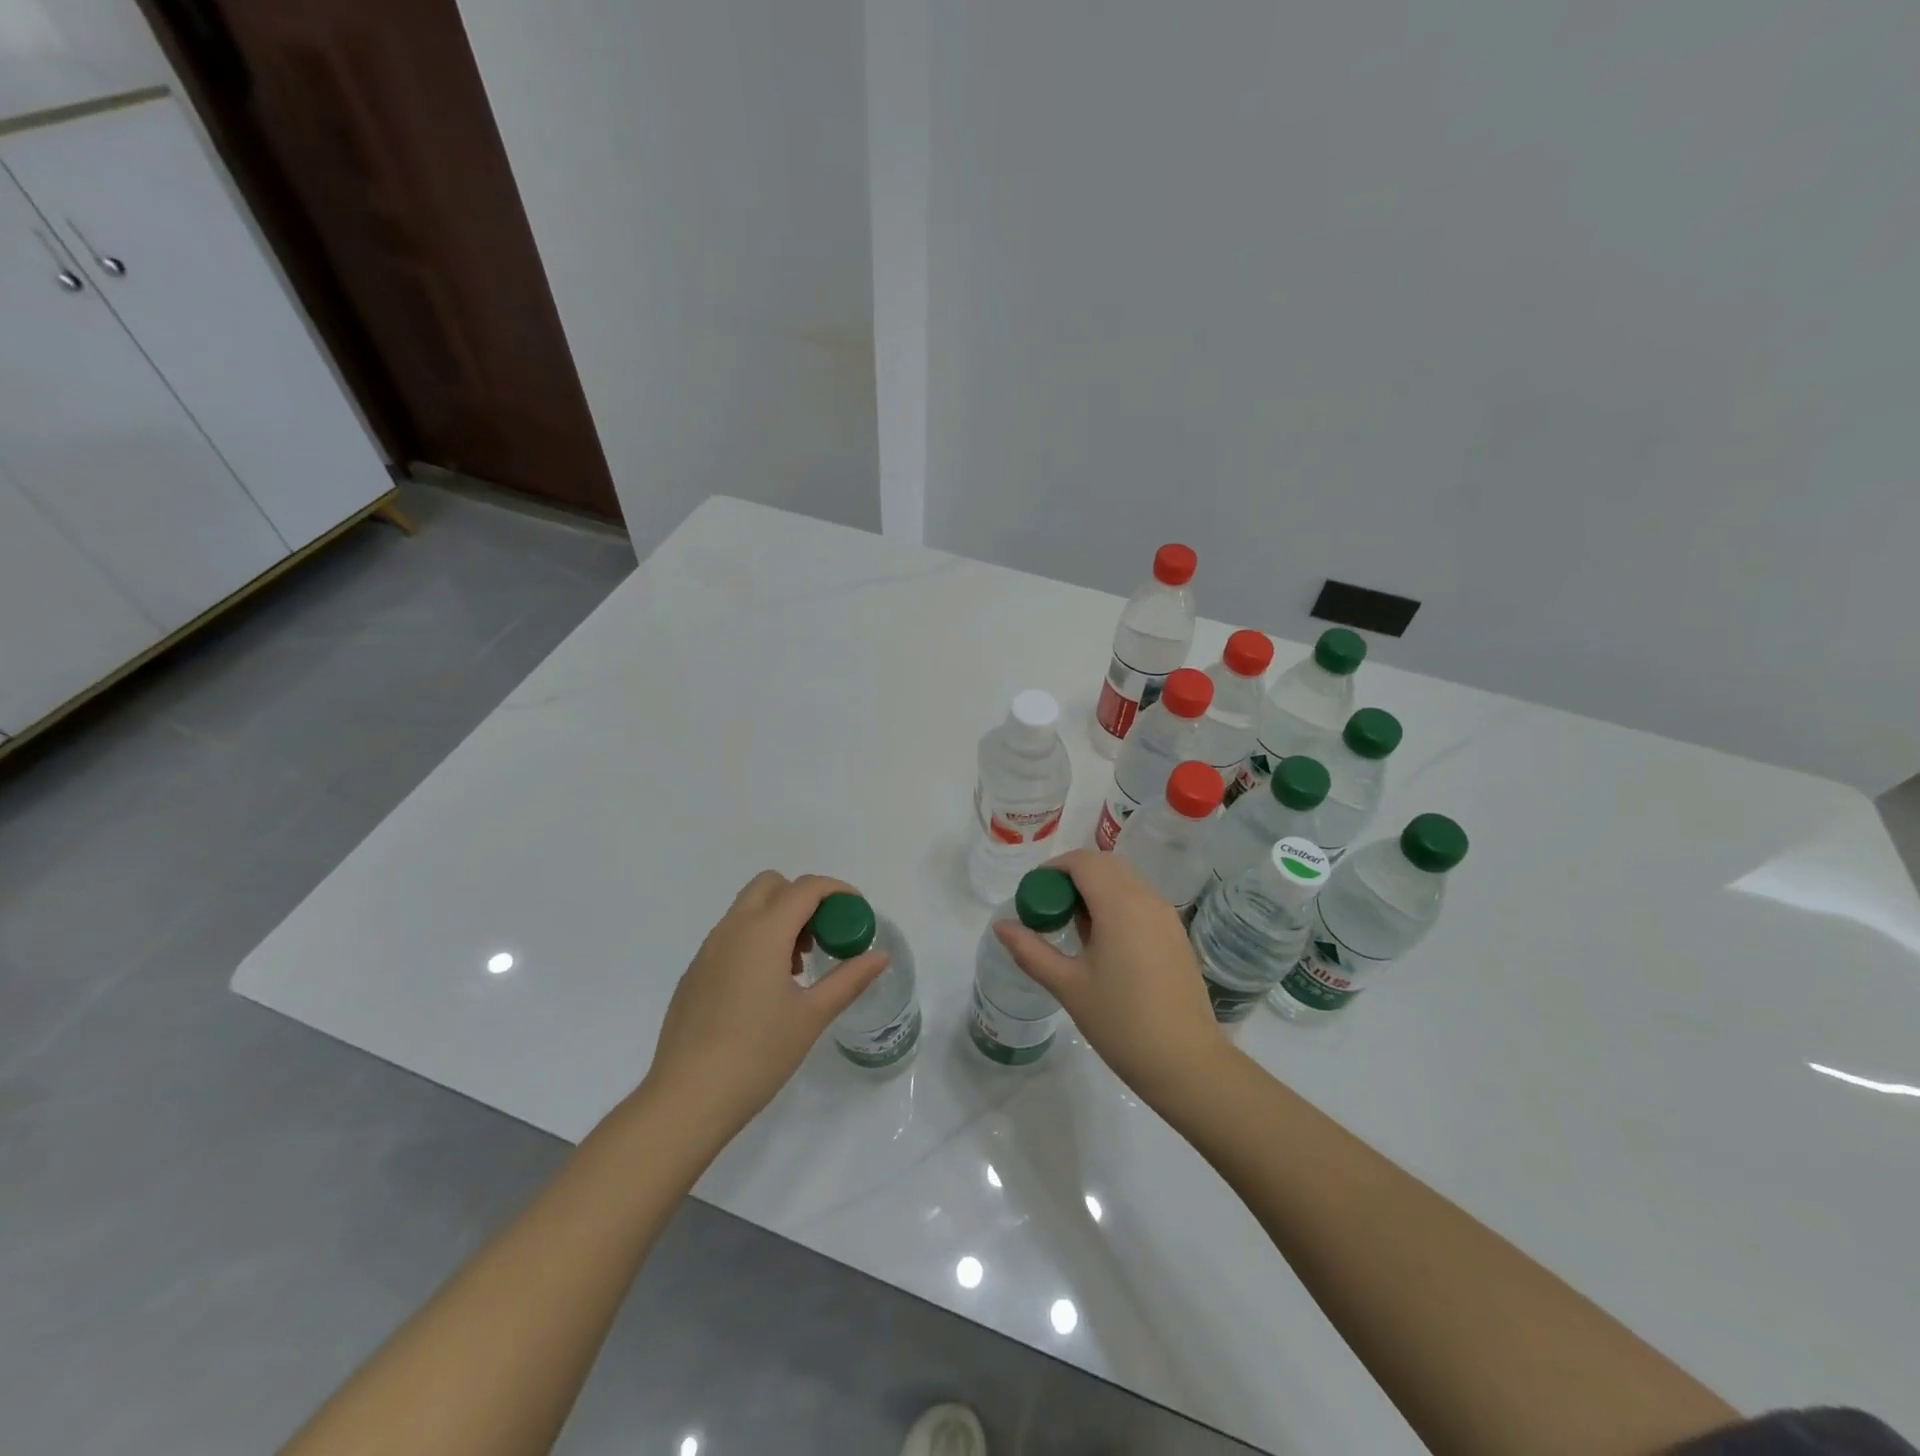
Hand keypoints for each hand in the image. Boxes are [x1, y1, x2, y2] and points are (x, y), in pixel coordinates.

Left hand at [643, 871, 888, 1138]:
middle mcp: (732, 929)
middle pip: (772, 885)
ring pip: (748, 909)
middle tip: (822, 937)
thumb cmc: (757, 1054)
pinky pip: (731, 935)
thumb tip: (880, 957)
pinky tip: (765, 990)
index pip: (806, 888)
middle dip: (803, 899)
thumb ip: (849, 979)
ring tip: (797, 969)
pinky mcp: (695, 973)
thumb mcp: (812, 1016)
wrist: (686, 1099)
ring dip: (779, 919)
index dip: (838, 891)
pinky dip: (756, 940)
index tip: (858, 913)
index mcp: (763, 932)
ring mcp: (708, 950)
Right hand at [993, 848, 1227, 1103]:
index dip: (1053, 868)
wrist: (1186, 1063)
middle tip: (1049, 908)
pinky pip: (1140, 900)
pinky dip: (1116, 903)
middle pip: (1105, 864)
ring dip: (1096, 888)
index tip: (1033, 894)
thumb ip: (1031, 950)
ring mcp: (1166, 915)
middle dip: (1073, 875)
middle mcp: (1147, 898)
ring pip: (1125, 880)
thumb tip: (1000, 926)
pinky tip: (1103, 943)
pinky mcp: (1176, 934)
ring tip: (1073, 927)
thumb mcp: (1068, 986)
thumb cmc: (1121, 1022)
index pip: (1082, 862)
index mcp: (1120, 904)